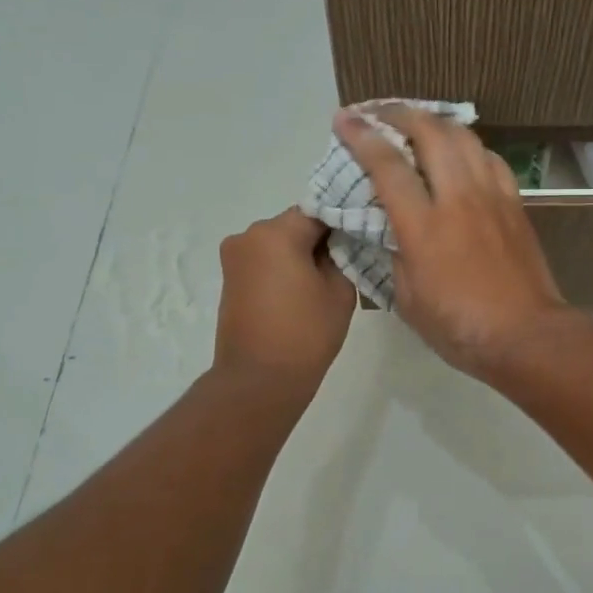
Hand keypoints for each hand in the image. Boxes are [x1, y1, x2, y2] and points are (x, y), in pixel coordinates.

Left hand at [214, 210, 355, 392]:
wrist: (259, 380)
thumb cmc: (306, 333)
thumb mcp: (340, 290)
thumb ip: (343, 255)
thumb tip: (337, 244)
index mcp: (276, 232)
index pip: (320, 212)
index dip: (343, 223)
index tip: (362, 237)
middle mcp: (249, 235)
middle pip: (296, 224)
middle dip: (320, 238)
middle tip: (348, 261)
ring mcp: (235, 256)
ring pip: (280, 242)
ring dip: (301, 253)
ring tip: (325, 280)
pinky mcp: (230, 278)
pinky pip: (265, 260)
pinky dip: (284, 267)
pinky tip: (303, 290)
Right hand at [335, 106, 573, 378]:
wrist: (525, 335)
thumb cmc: (459, 327)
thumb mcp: (407, 298)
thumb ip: (395, 255)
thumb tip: (393, 229)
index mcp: (423, 226)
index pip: (387, 165)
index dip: (361, 137)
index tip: (344, 120)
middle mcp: (458, 199)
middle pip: (430, 133)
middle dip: (399, 114)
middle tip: (378, 113)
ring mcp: (491, 197)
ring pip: (464, 138)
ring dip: (435, 122)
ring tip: (417, 123)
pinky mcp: (515, 204)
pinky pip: (490, 159)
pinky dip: (469, 146)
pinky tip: (460, 153)